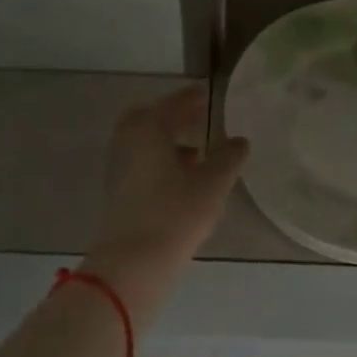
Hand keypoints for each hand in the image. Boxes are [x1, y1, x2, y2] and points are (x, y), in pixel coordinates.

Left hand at [82, 86, 247, 308]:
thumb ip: (228, 157)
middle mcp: (127, 140)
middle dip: (176, 117)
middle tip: (201, 119)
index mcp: (148, 128)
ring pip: (145, 143)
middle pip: (151, 119)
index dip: (193, 98)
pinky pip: (141, 162)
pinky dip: (160, 160)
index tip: (209, 94)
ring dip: (169, 141)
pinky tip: (182, 178)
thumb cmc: (175, 213)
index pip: (174, 103)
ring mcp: (118, 166)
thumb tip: (239, 141)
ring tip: (199, 151)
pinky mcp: (117, 190)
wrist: (133, 261)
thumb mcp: (212, 183)